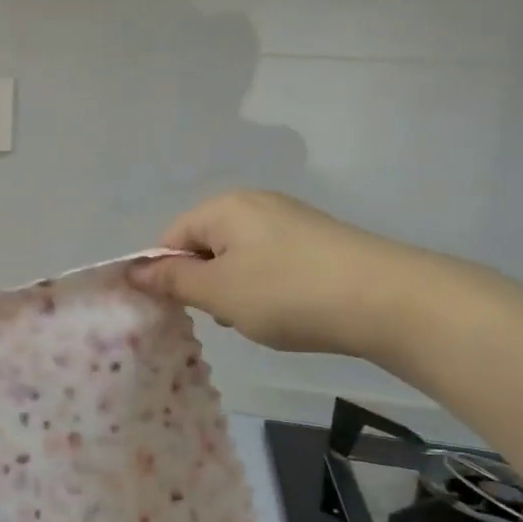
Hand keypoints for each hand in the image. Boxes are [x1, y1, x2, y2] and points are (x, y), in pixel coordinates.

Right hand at [129, 190, 442, 360]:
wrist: (390, 300)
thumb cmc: (287, 293)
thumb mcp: (218, 292)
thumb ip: (171, 280)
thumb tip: (132, 270)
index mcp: (223, 207)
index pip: (171, 238)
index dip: (166, 275)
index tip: (181, 311)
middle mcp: (254, 203)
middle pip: (205, 245)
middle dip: (204, 283)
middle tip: (224, 316)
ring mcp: (290, 219)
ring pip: (238, 257)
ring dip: (236, 289)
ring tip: (260, 318)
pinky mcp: (317, 240)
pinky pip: (271, 262)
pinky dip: (267, 287)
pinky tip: (288, 311)